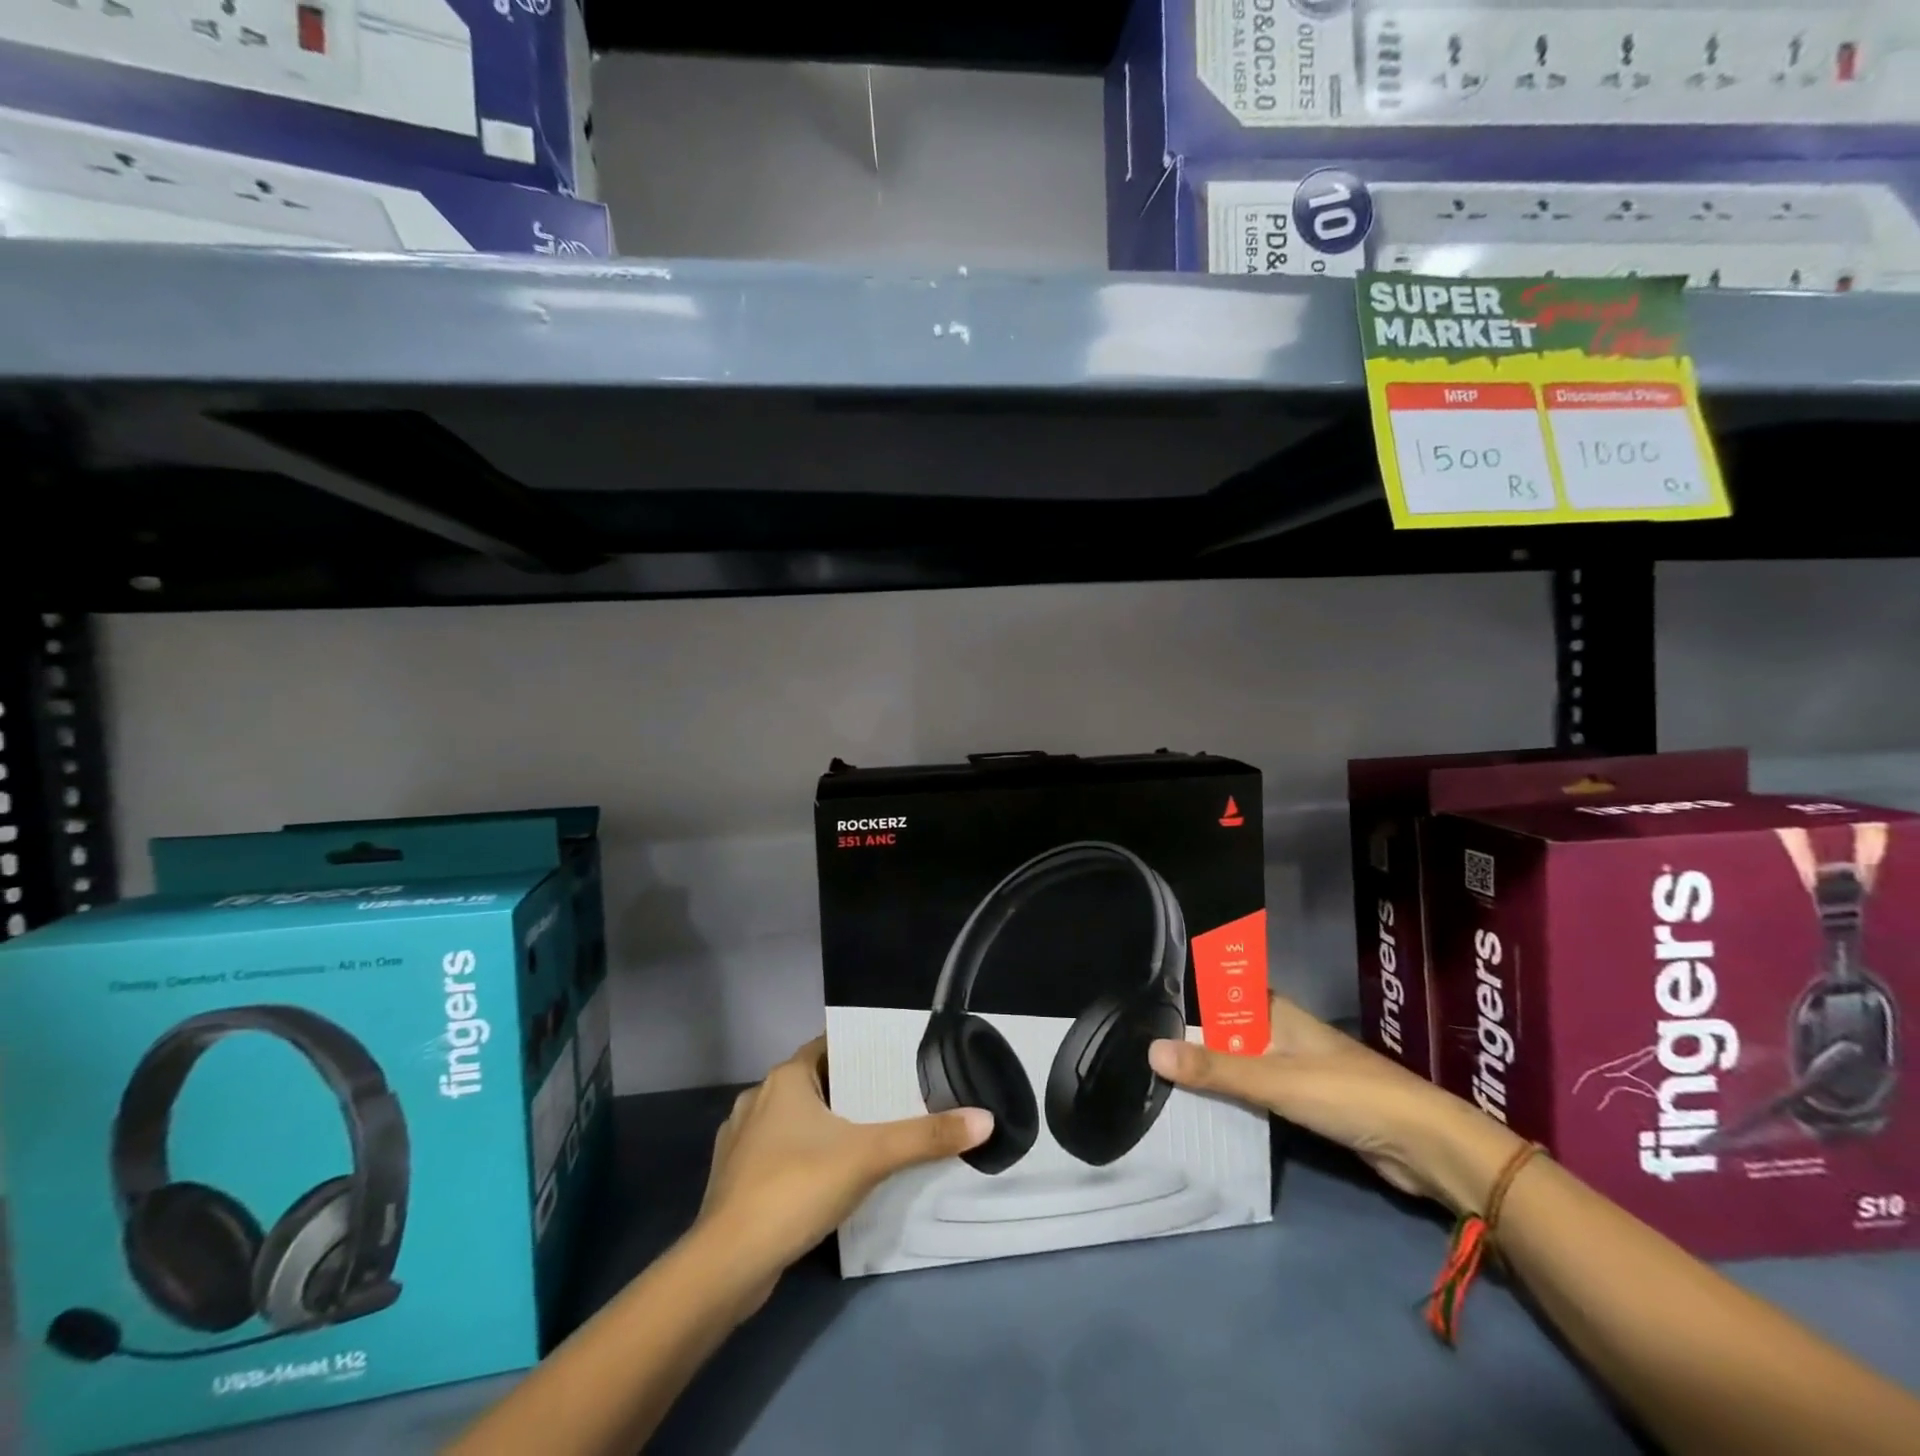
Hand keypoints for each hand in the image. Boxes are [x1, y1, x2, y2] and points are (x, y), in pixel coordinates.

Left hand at [694, 1037, 992, 1309]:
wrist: (727, 1265)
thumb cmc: (797, 1187)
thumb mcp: (870, 1157)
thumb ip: (926, 1137)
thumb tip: (986, 1120)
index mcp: (785, 1078)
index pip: (828, 1046)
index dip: (860, 1051)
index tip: (893, 1061)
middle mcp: (758, 1098)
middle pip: (813, 1083)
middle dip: (848, 1092)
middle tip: (890, 1102)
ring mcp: (740, 1140)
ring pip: (793, 1120)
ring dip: (823, 1127)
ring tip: (864, 1140)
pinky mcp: (734, 1179)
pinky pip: (776, 1153)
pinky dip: (801, 1158)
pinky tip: (824, 1180)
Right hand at [1147, 995, 1524, 1215]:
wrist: (1424, 1146)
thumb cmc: (1347, 1094)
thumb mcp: (1274, 1079)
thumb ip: (1215, 1069)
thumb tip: (1151, 1050)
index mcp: (1276, 1012)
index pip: (1224, 988)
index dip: (1191, 987)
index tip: (1148, 995)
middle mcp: (1282, 1033)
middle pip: (1228, 1028)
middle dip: (1192, 1036)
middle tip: (1142, 1045)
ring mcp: (1296, 1068)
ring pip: (1242, 1062)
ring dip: (1212, 1071)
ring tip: (1161, 1078)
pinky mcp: (1307, 1103)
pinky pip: (1258, 1092)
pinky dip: (1234, 1097)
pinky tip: (1207, 1109)